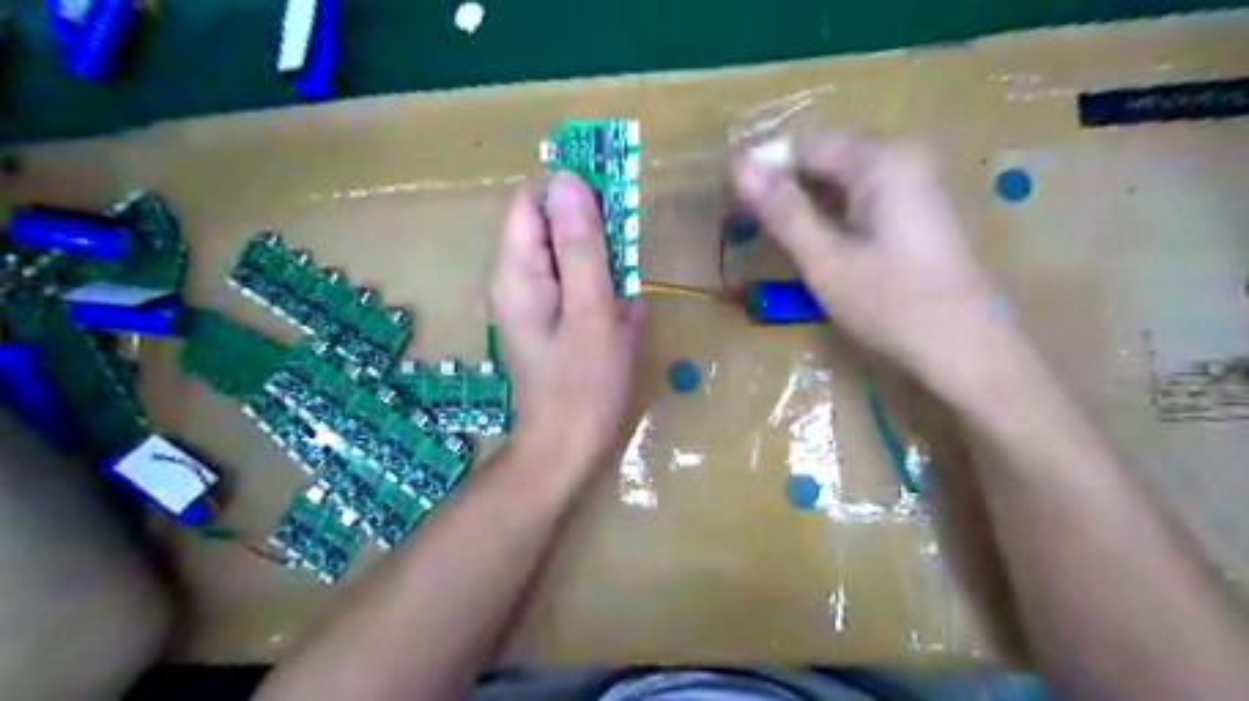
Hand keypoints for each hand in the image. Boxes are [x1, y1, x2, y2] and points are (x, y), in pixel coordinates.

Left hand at [489, 173, 637, 473]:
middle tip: (626, 267)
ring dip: (602, 264)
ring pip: (567, 255)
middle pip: (549, 226)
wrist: (567, 450)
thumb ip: (581, 245)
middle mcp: (513, 279)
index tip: (615, 210)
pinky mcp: (546, 319)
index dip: (572, 194)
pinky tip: (618, 316)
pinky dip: (600, 289)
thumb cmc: (584, 385)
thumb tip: (569, 178)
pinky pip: (573, 284)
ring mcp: (529, 301)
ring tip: (622, 301)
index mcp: (515, 272)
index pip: (532, 201)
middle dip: (594, 235)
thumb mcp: (591, 310)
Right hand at [735, 134, 995, 381]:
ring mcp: (912, 182)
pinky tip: (810, 242)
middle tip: (744, 222)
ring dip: (801, 203)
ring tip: (768, 235)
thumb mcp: (826, 261)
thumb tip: (738, 167)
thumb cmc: (892, 305)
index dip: (762, 168)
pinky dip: (828, 215)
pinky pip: (858, 197)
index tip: (729, 200)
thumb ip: (782, 211)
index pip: (804, 145)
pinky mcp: (913, 208)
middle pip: (823, 159)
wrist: (965, 347)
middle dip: (781, 187)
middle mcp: (900, 158)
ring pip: (838, 180)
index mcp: (881, 160)